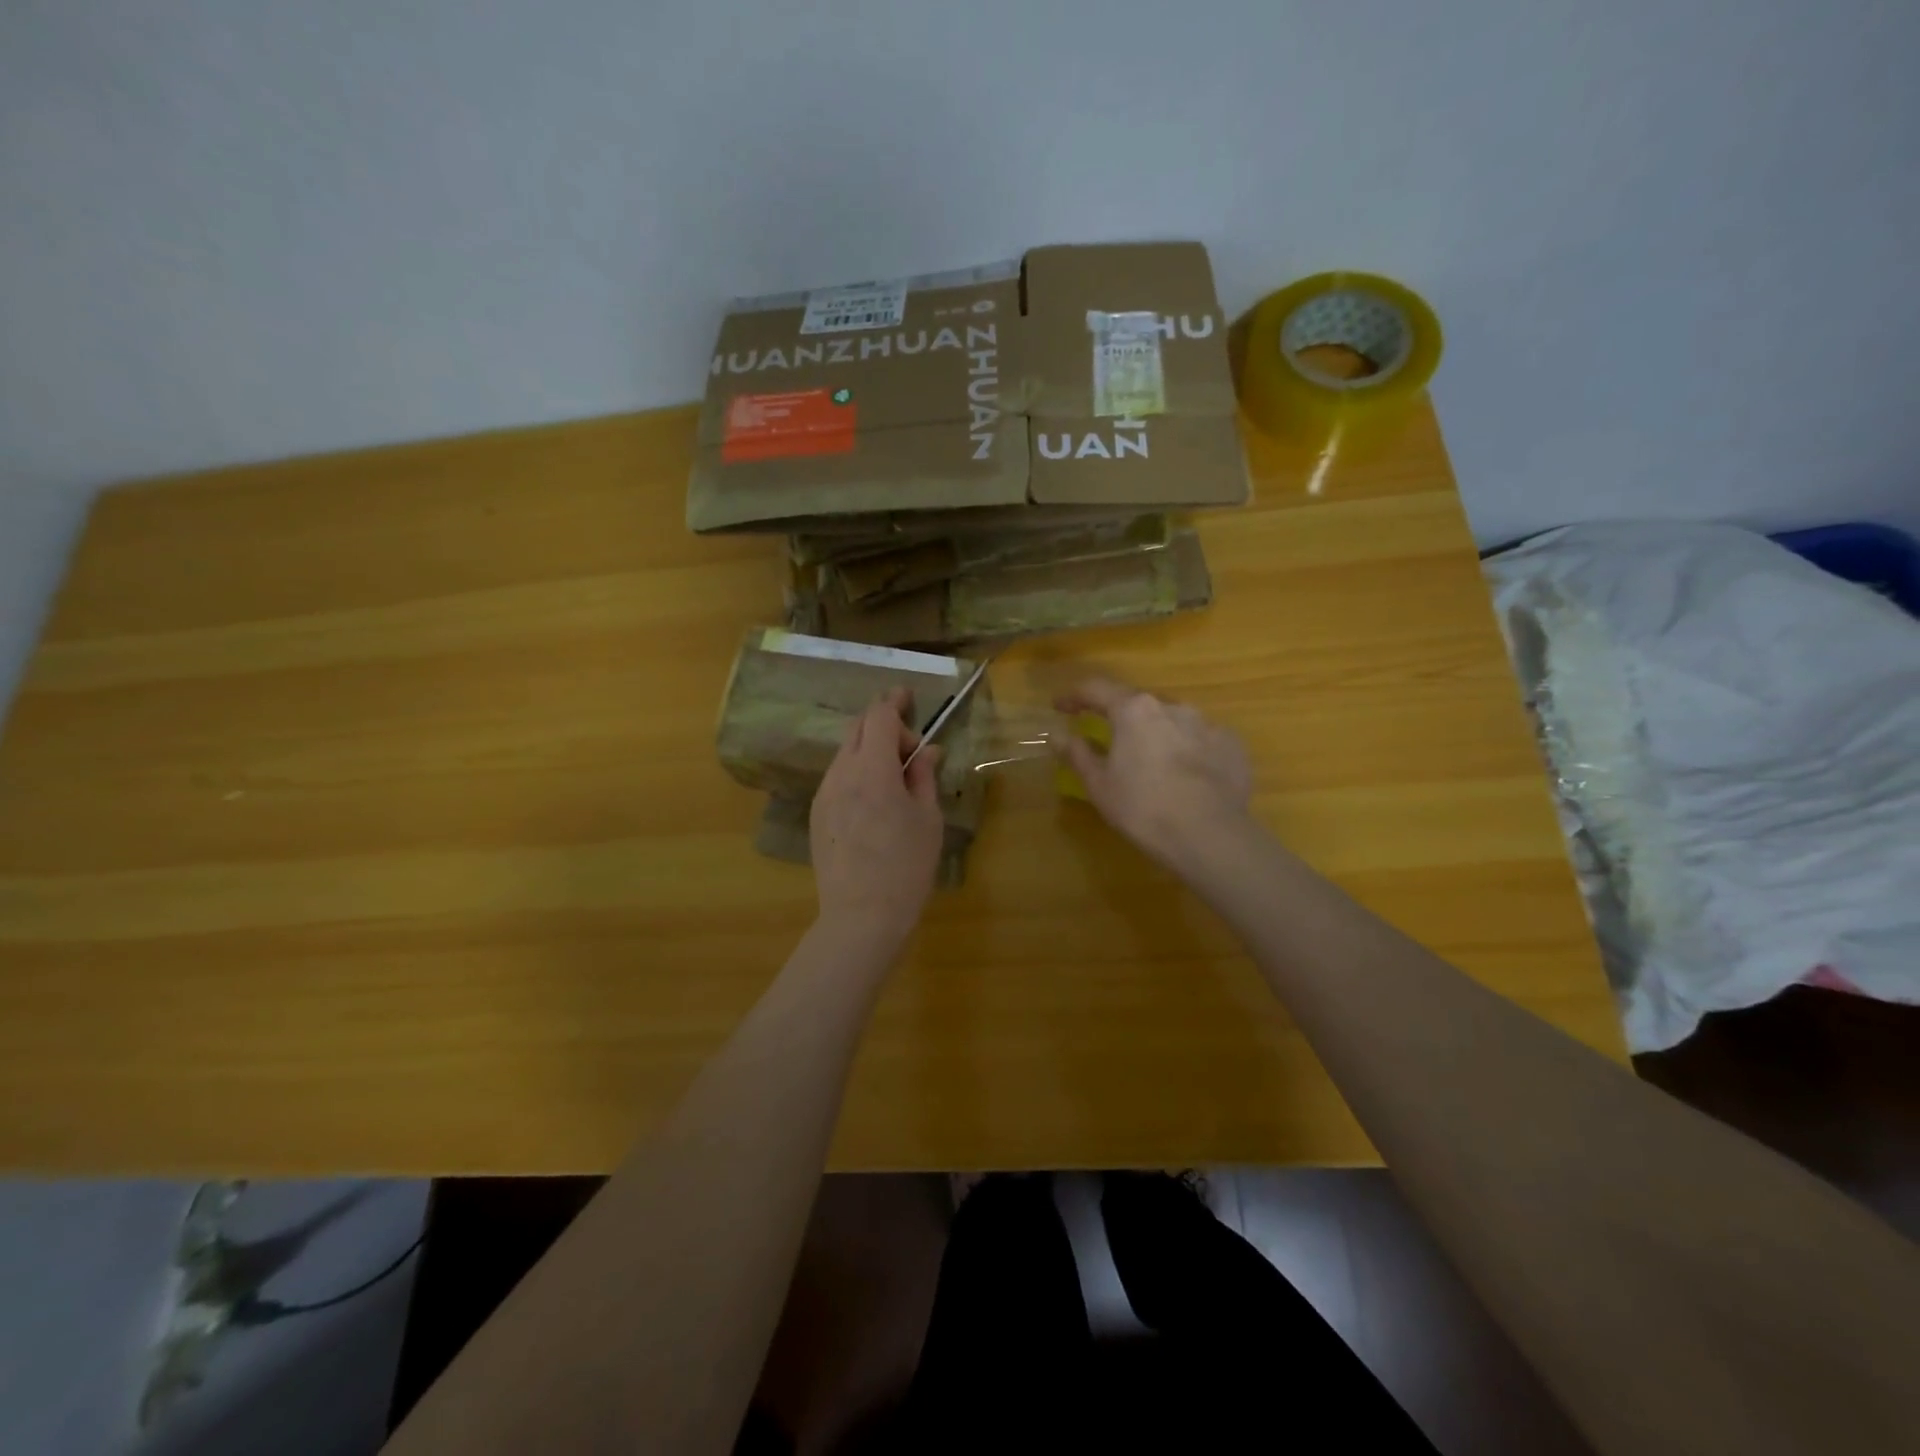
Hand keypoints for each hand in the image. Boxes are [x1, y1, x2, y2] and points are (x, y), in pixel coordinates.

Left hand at [810, 689, 945, 945]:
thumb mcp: (927, 819)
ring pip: (845, 753)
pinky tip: (874, 795)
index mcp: (873, 770)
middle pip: (857, 728)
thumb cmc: (906, 866)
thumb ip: (924, 777)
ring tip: (894, 769)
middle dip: (882, 722)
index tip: (909, 697)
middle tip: (907, 734)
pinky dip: (856, 769)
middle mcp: (841, 774)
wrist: (862, 916)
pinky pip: (837, 777)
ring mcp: (824, 794)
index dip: (894, 702)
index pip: (879, 717)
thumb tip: (926, 750)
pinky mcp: (816, 814)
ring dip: (869, 748)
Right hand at [1055, 677, 1255, 874]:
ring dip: (1156, 733)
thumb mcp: (1099, 785)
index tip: (1060, 707)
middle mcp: (1171, 706)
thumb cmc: (1143, 808)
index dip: (1074, 696)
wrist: (1210, 835)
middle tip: (1108, 736)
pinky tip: (1186, 775)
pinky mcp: (1231, 745)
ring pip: (1172, 720)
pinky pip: (1201, 741)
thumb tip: (1058, 735)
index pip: (1096, 689)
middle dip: (1120, 717)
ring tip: (1151, 760)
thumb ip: (1077, 754)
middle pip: (1138, 704)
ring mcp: (1206, 724)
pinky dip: (1187, 751)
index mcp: (1134, 710)